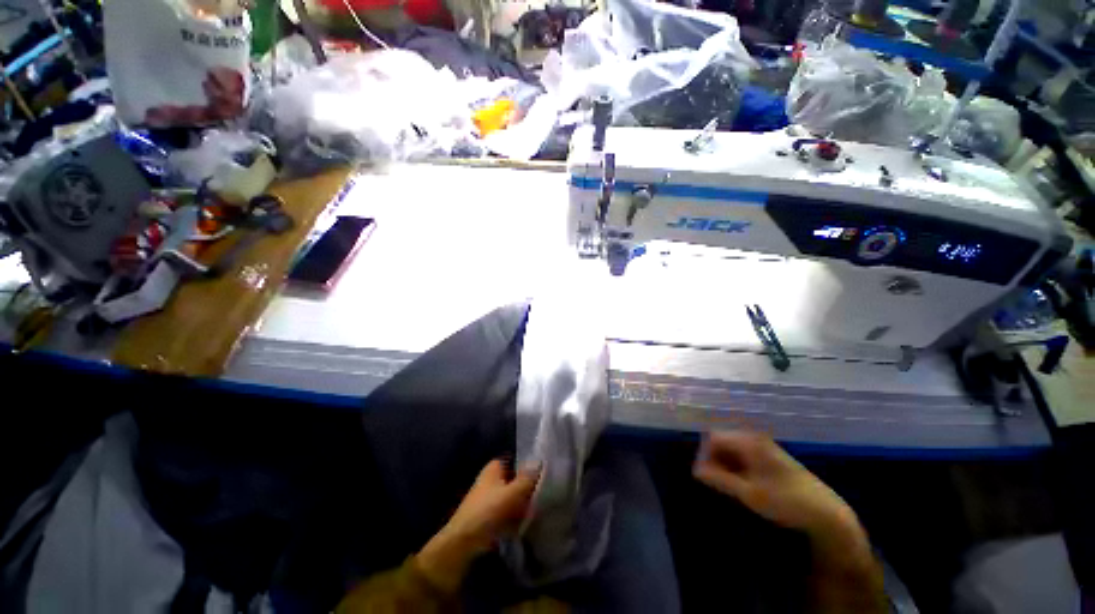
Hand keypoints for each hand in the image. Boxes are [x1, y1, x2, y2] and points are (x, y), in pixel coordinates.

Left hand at [416, 460, 539, 592]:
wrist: (464, 543)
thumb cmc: (488, 510)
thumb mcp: (512, 492)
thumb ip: (527, 478)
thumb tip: (539, 461)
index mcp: (493, 469)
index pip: (514, 461)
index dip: (526, 467)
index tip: (541, 475)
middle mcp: (490, 480)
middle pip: (514, 481)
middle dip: (526, 489)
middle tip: (542, 496)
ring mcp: (489, 500)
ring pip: (512, 498)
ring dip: (523, 505)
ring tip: (537, 512)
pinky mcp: (488, 518)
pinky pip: (507, 514)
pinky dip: (515, 518)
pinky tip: (526, 524)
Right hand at [693, 431, 855, 539]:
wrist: (826, 513)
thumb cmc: (785, 501)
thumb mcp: (749, 493)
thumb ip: (719, 479)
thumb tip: (695, 470)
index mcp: (749, 442)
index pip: (713, 438)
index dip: (705, 455)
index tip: (704, 476)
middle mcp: (755, 439)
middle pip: (722, 441)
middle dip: (714, 459)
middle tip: (715, 482)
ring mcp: (764, 447)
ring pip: (732, 449)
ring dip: (725, 464)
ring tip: (728, 485)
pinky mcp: (770, 456)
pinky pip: (744, 455)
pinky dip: (737, 466)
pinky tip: (742, 484)